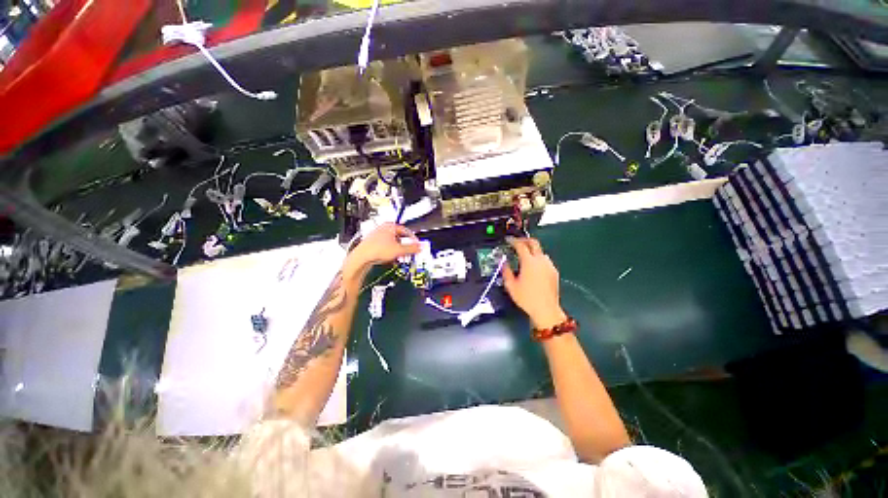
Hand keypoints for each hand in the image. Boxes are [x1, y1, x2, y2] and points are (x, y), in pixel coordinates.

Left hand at [346, 223, 420, 274]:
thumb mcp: (399, 250)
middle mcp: (383, 228)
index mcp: (390, 226)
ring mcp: (377, 235)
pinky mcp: (373, 243)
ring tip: (399, 257)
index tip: (417, 246)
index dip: (414, 240)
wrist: (360, 258)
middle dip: (405, 246)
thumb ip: (412, 248)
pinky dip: (391, 251)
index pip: (407, 231)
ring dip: (398, 250)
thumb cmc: (376, 250)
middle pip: (400, 237)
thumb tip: (422, 247)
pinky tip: (391, 258)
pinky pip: (386, 246)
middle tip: (409, 253)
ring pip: (393, 242)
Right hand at [502, 237, 566, 329]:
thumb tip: (504, 263)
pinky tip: (533, 266)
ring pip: (540, 251)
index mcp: (529, 262)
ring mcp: (549, 265)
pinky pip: (545, 260)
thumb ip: (506, 271)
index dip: (513, 240)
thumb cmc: (526, 298)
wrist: (546, 309)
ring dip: (532, 249)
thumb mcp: (511, 285)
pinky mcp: (554, 271)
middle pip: (534, 242)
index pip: (520, 245)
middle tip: (516, 242)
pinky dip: (538, 258)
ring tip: (524, 255)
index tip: (508, 240)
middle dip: (524, 240)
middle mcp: (541, 260)